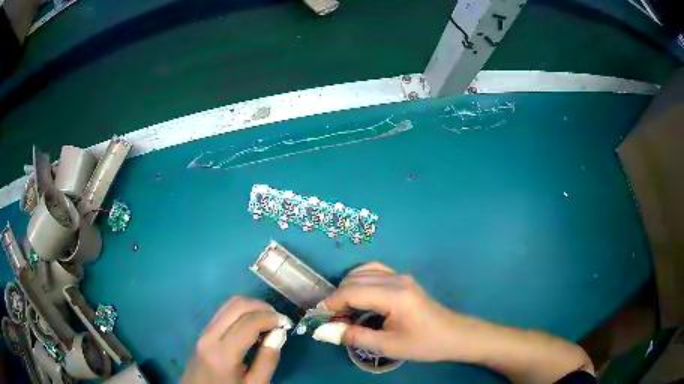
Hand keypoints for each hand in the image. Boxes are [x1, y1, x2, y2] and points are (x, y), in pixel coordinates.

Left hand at [182, 297, 291, 383]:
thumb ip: (267, 361)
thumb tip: (278, 334)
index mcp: (222, 354)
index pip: (248, 322)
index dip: (271, 318)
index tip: (287, 323)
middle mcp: (209, 337)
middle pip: (236, 306)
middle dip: (261, 306)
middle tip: (278, 319)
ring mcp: (202, 333)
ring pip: (227, 305)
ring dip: (250, 307)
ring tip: (268, 320)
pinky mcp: (202, 333)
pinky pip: (222, 314)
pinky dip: (240, 313)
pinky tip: (252, 325)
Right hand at [325, 263, 593, 382]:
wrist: (455, 335)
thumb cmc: (425, 343)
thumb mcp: (388, 346)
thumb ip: (354, 336)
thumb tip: (325, 330)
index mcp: (394, 294)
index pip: (351, 292)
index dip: (330, 304)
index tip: (317, 318)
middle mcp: (396, 279)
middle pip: (354, 279)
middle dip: (337, 297)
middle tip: (330, 318)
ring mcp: (401, 276)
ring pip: (363, 272)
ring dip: (348, 288)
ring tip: (342, 310)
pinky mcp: (403, 280)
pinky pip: (374, 272)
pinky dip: (359, 282)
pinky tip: (358, 299)